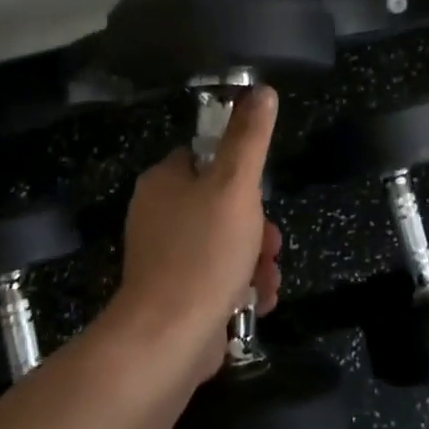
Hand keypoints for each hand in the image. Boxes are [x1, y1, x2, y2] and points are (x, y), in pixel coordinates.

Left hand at [111, 84, 282, 372]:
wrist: (168, 339)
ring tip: (267, 279)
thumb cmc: (203, 253)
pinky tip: (258, 302)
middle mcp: (159, 215)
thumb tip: (260, 90)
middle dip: (256, 226)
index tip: (259, 194)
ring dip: (256, 260)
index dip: (239, 173)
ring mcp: (166, 257)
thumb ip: (249, 138)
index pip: (205, 157)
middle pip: (221, 204)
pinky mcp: (176, 293)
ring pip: (225, 243)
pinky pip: (217, 277)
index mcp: (164, 182)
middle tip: (270, 244)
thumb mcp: (235, 185)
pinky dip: (242, 286)